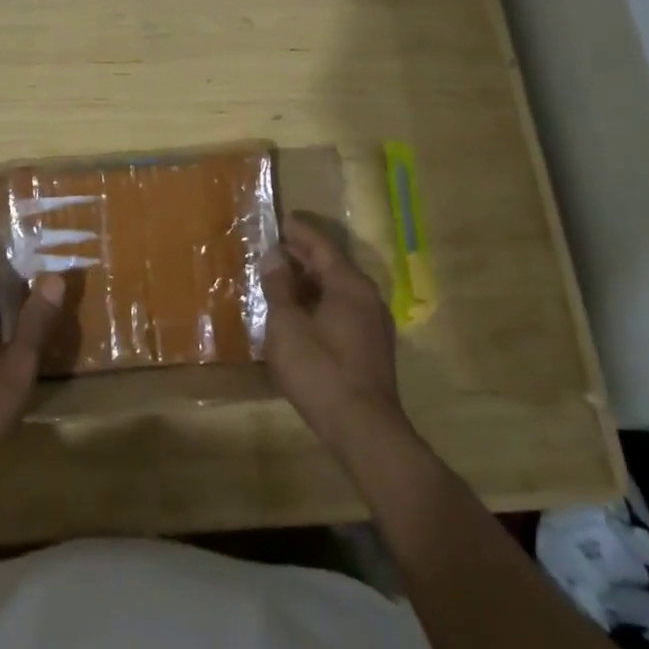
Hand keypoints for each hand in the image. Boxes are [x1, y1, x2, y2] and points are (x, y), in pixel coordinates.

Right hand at [263, 215, 405, 447]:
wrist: (364, 429)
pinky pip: (343, 310)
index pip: (322, 245)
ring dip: (310, 282)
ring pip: (338, 290)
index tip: (280, 219)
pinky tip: (300, 314)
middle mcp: (367, 297)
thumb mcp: (287, 325)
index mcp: (349, 285)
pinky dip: (320, 302)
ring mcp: (374, 324)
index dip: (299, 232)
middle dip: (303, 256)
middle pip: (332, 266)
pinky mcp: (371, 348)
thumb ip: (279, 288)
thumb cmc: (320, 370)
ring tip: (281, 279)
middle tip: (275, 247)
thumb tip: (275, 256)